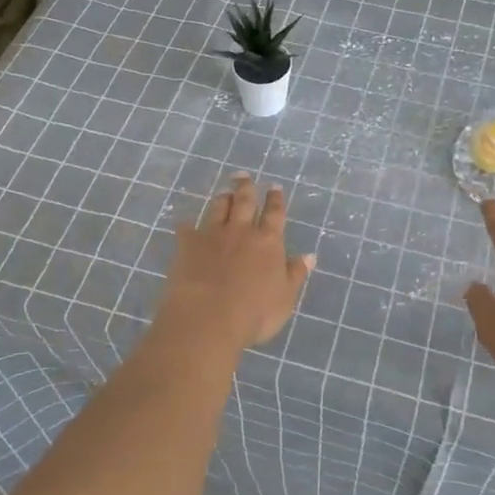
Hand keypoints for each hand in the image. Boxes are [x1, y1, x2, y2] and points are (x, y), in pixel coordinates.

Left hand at [154, 175, 315, 350]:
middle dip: (245, 187)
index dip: (275, 200)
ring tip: (223, 192)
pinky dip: (187, 225)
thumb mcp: (285, 297)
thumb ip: (295, 274)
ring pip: (218, 209)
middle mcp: (240, 231)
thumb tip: (309, 256)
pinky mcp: (187, 245)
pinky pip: (186, 229)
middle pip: (244, 202)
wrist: (207, 318)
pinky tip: (185, 223)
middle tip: (243, 176)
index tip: (274, 187)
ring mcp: (212, 235)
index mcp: (268, 241)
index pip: (274, 214)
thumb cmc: (254, 313)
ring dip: (222, 199)